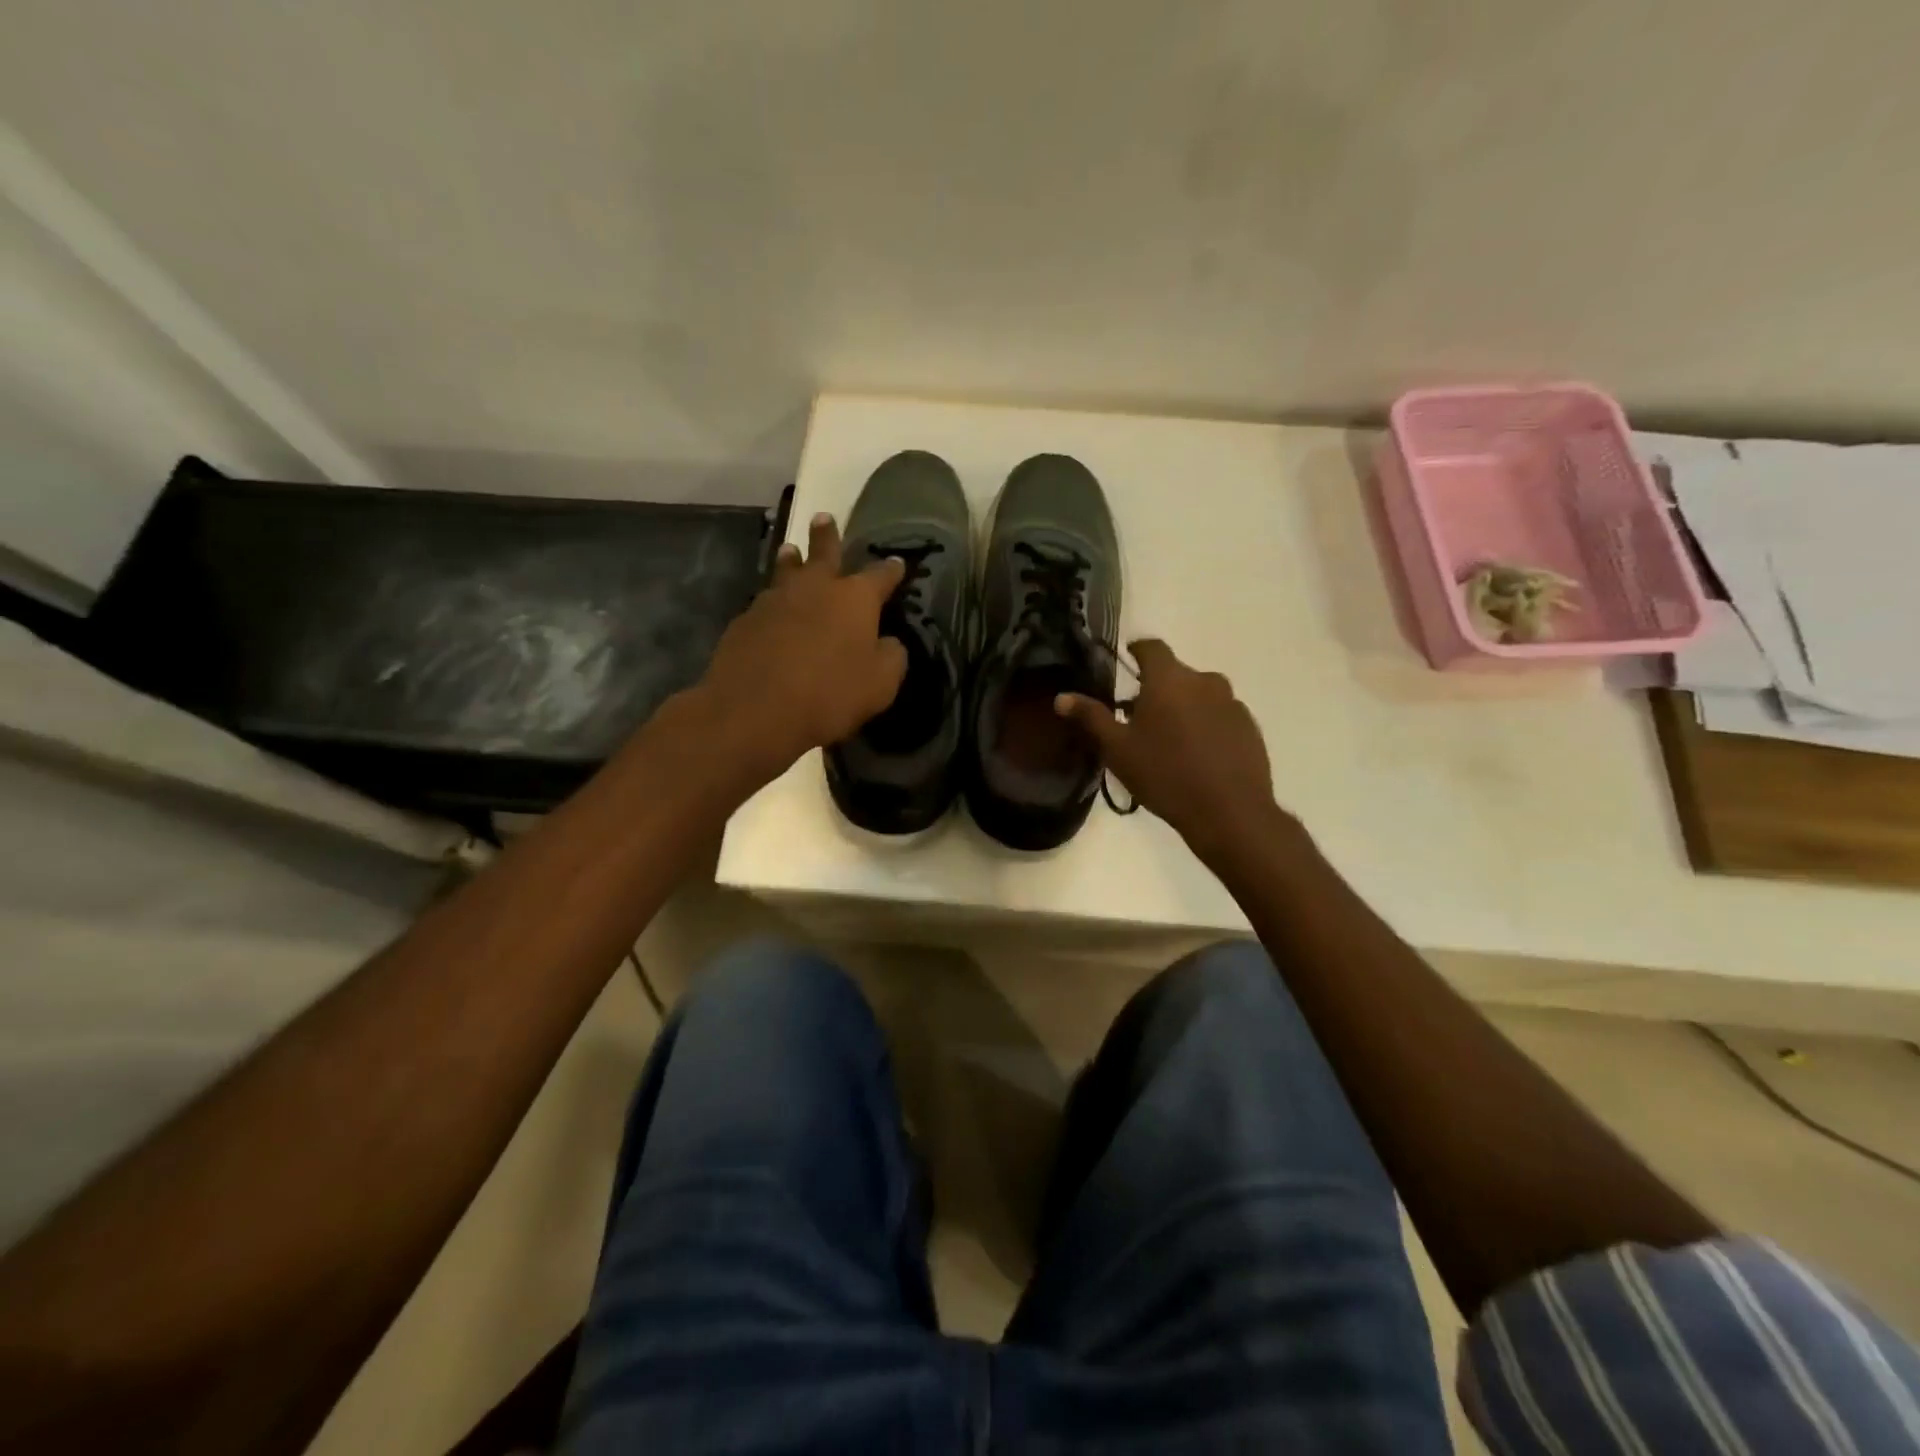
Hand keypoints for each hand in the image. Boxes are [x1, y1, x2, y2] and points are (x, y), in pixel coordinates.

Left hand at [693, 513, 907, 785]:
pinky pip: (765, 604)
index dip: (892, 569)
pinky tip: (771, 612)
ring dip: (792, 560)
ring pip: (786, 571)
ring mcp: (775, 601)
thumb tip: (889, 642)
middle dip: (827, 536)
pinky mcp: (745, 621)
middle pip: (823, 553)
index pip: (880, 575)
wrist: (755, 710)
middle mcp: (814, 588)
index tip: (898, 562)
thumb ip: (891, 657)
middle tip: (824, 517)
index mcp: (854, 599)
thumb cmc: (830, 695)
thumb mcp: (880, 684)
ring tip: (791, 550)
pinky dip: (773, 603)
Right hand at [1056, 639, 1285, 860]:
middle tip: (1139, 717)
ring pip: (1199, 695)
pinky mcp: (1249, 727)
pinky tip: (1197, 756)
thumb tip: (1062, 697)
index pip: (1152, 647)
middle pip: (1175, 674)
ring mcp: (1232, 703)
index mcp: (1169, 679)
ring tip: (1169, 740)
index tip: (1126, 661)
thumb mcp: (1117, 749)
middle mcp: (1204, 680)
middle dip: (1157, 688)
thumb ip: (1091, 717)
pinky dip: (1206, 726)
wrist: (1229, 812)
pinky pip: (1220, 716)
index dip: (1137, 651)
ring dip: (1183, 707)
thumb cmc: (1164, 775)